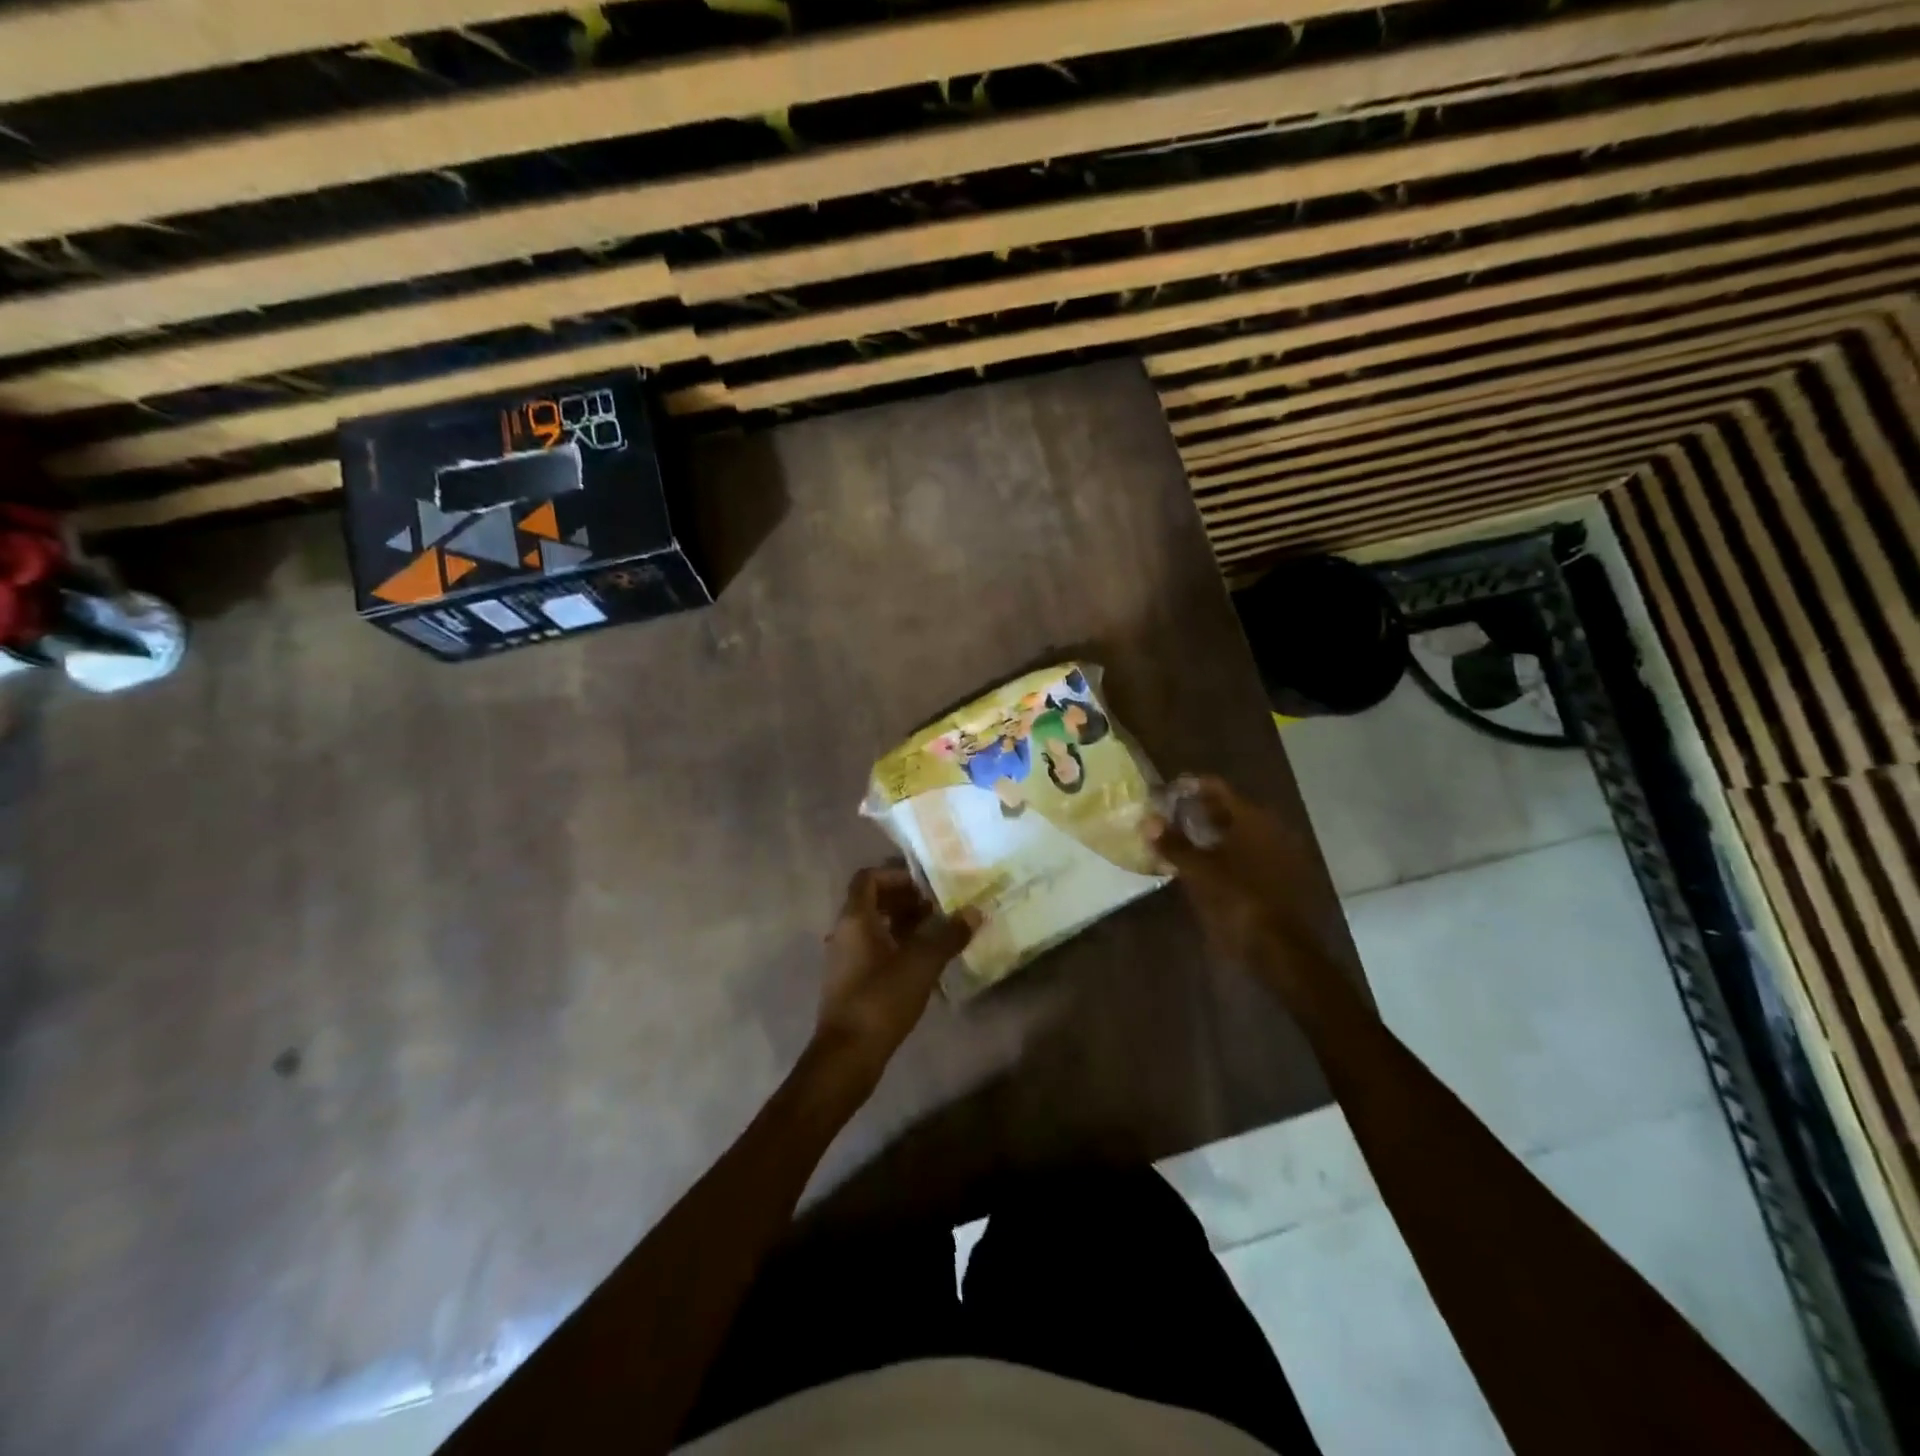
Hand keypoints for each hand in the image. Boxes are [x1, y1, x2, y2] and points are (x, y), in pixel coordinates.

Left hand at [815, 865, 979, 1082]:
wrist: (847, 1056)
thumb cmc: (880, 999)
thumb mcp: (921, 964)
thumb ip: (948, 935)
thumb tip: (974, 912)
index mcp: (855, 919)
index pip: (868, 878)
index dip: (896, 875)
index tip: (926, 884)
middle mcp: (844, 933)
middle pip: (871, 901)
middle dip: (905, 900)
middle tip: (938, 907)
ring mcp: (844, 959)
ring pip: (873, 927)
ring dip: (902, 924)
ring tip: (936, 932)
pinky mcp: (850, 982)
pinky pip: (873, 950)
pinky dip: (896, 946)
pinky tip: (923, 962)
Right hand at [1143, 776, 1345, 1000]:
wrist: (1282, 951)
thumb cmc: (1238, 901)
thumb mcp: (1198, 871)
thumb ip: (1173, 843)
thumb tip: (1147, 820)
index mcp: (1253, 819)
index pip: (1218, 788)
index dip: (1191, 787)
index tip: (1167, 792)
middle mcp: (1271, 829)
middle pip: (1230, 809)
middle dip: (1200, 811)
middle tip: (1170, 817)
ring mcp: (1280, 854)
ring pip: (1239, 833)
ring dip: (1213, 834)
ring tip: (1183, 841)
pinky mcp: (1281, 878)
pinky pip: (1248, 854)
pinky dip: (1227, 854)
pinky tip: (1207, 867)